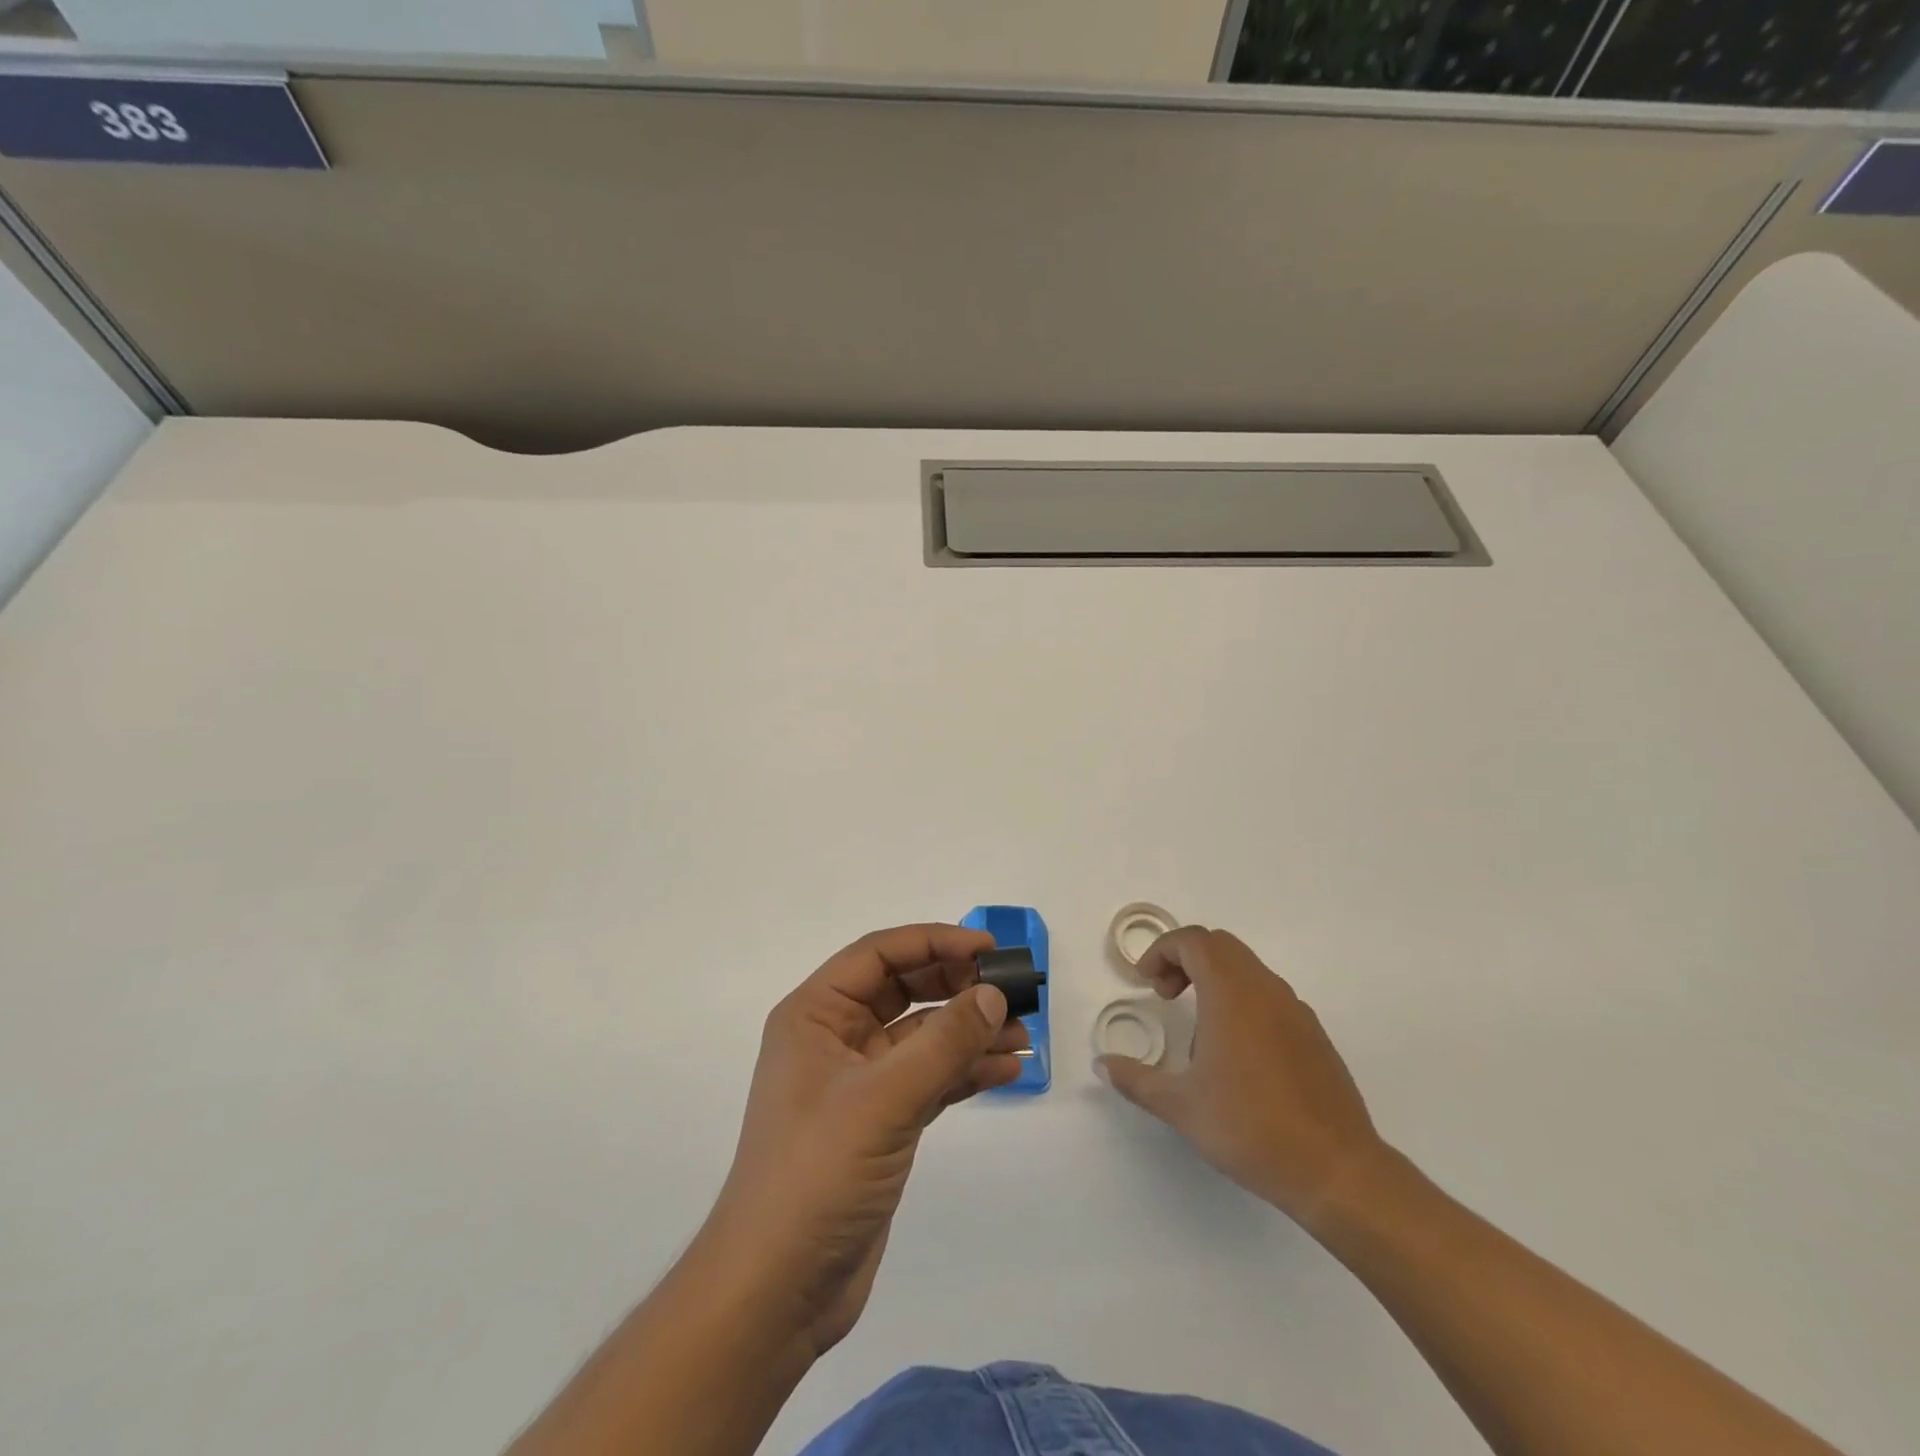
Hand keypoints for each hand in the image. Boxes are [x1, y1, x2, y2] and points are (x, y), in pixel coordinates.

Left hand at [698, 923, 1028, 1359]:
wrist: (776, 1291)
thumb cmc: (816, 1175)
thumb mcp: (883, 1100)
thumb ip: (943, 1044)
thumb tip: (994, 996)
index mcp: (815, 1014)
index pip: (879, 955)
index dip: (934, 942)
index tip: (989, 949)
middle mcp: (834, 1038)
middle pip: (903, 990)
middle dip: (957, 987)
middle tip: (1013, 992)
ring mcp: (858, 1082)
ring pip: (921, 1036)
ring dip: (969, 1032)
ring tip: (1023, 1037)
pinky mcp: (879, 1123)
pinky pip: (928, 1078)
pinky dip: (963, 1072)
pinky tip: (1005, 1071)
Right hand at [1095, 926, 1386, 1224]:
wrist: (1336, 1170)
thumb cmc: (1251, 1128)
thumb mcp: (1180, 1106)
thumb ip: (1136, 1080)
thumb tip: (1101, 1065)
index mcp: (1232, 994)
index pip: (1194, 941)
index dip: (1162, 951)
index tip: (1146, 982)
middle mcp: (1266, 990)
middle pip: (1221, 946)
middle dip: (1185, 959)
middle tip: (1166, 996)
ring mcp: (1296, 1011)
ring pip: (1248, 968)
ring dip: (1214, 980)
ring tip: (1199, 1033)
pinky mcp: (1314, 1035)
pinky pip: (1270, 996)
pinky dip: (1242, 1001)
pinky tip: (1238, 1056)